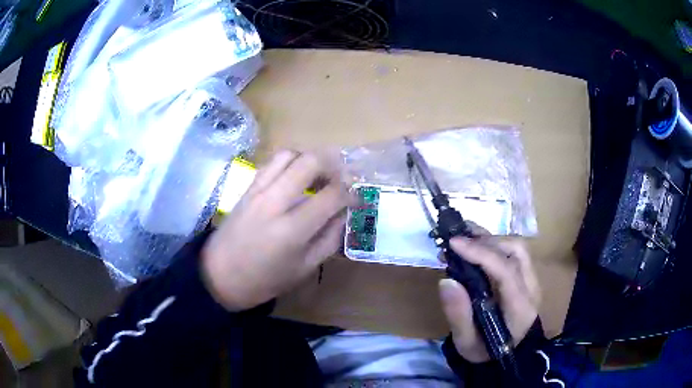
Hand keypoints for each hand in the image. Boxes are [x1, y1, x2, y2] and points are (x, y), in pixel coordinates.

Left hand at [201, 150, 351, 310]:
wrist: (220, 275)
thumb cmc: (265, 280)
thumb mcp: (304, 269)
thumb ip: (329, 239)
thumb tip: (345, 214)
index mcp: (292, 229)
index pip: (332, 195)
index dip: (351, 193)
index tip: (358, 198)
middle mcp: (275, 202)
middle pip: (310, 161)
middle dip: (334, 164)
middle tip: (343, 178)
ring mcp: (258, 191)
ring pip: (289, 154)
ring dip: (310, 158)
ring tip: (319, 175)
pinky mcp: (247, 188)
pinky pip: (272, 163)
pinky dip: (290, 162)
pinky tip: (295, 177)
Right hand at [439, 235, 540, 362]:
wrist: (509, 356)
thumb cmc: (486, 351)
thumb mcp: (466, 343)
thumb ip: (458, 314)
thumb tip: (446, 280)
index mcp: (519, 307)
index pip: (506, 270)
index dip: (480, 253)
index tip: (454, 243)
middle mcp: (531, 288)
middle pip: (516, 251)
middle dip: (486, 241)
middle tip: (458, 242)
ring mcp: (532, 280)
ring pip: (517, 247)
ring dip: (491, 240)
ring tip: (466, 239)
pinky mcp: (527, 277)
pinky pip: (515, 252)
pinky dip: (495, 244)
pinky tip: (477, 245)